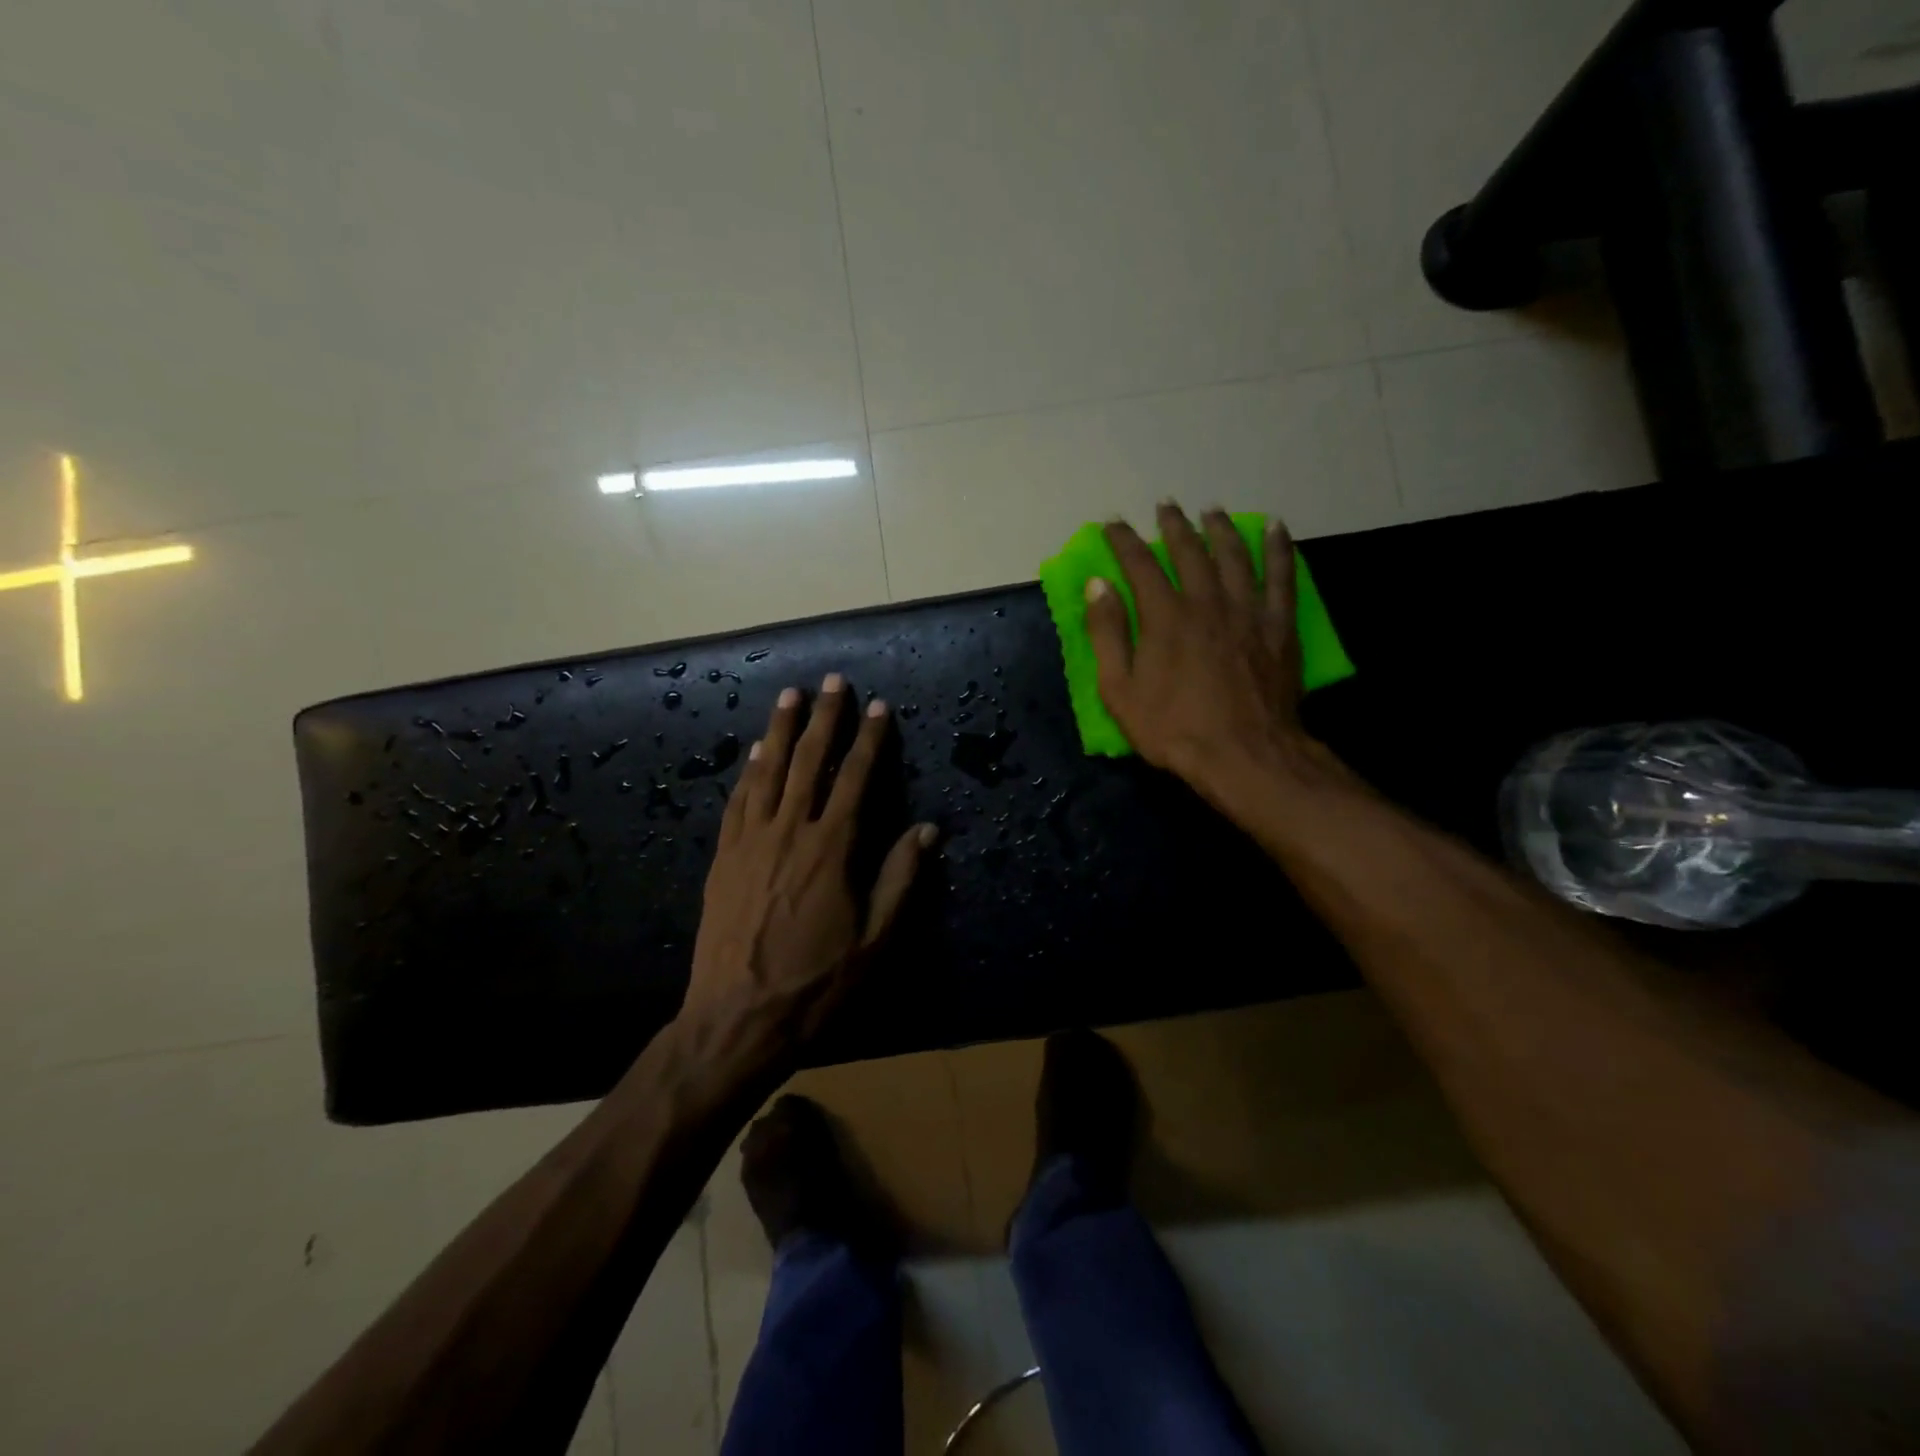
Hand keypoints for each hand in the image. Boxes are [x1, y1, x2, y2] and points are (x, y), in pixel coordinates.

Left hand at [684, 674, 935, 1045]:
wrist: (736, 1018)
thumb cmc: (815, 983)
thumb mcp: (875, 941)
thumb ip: (901, 880)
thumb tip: (927, 829)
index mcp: (831, 849)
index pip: (855, 779)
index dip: (869, 740)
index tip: (878, 707)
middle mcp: (790, 831)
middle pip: (809, 761)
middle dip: (823, 718)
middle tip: (832, 681)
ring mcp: (750, 841)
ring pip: (767, 771)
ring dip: (781, 730)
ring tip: (791, 696)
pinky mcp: (724, 857)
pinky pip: (738, 801)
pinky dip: (748, 771)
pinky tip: (755, 753)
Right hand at [1086, 503, 1312, 805]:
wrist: (1243, 754)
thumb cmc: (1173, 728)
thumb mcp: (1120, 690)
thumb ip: (1107, 634)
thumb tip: (1098, 585)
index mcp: (1164, 616)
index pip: (1139, 564)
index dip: (1123, 541)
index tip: (1113, 524)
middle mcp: (1206, 601)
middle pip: (1189, 551)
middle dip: (1173, 525)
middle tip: (1165, 506)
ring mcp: (1247, 610)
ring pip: (1234, 555)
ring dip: (1220, 528)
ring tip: (1211, 511)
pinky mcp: (1278, 626)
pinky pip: (1281, 576)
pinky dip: (1278, 548)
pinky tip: (1274, 528)